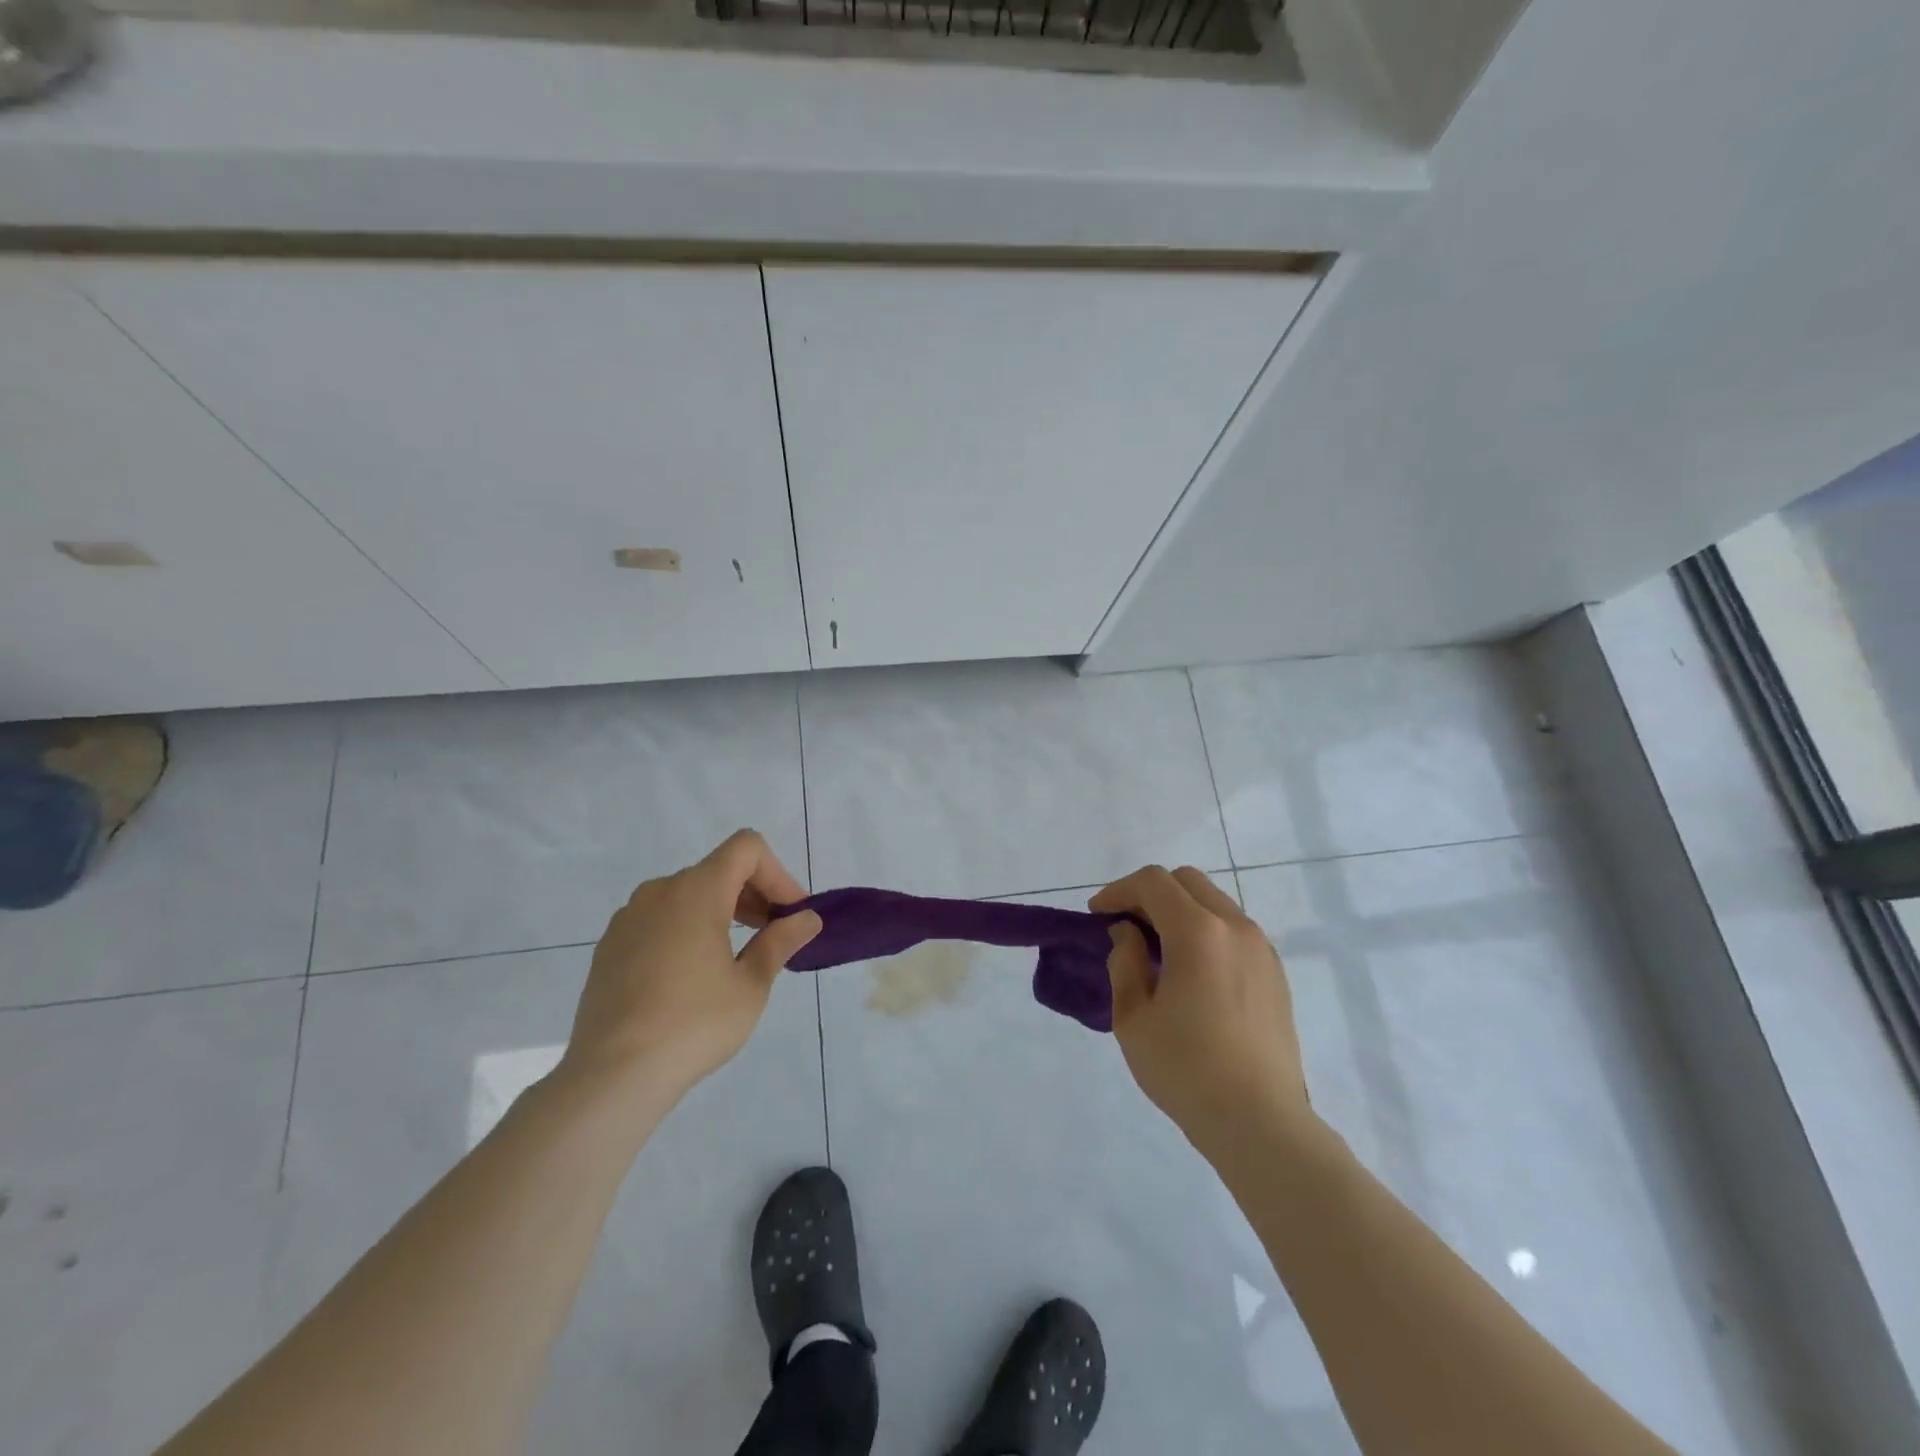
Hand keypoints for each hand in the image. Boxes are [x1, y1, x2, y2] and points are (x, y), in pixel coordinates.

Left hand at [562, 830, 820, 1104]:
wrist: (611, 1075)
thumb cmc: (694, 1024)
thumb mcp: (751, 985)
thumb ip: (780, 941)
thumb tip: (807, 918)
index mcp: (697, 891)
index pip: (746, 848)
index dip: (777, 873)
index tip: (790, 914)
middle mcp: (660, 891)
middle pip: (718, 870)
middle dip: (754, 895)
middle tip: (774, 937)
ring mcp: (629, 917)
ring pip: (687, 895)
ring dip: (721, 912)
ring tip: (735, 959)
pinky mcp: (610, 946)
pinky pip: (659, 920)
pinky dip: (687, 929)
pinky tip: (691, 977)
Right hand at [1091, 866, 1312, 1159]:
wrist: (1260, 1123)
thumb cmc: (1186, 1070)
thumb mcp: (1133, 1017)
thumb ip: (1125, 962)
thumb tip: (1128, 934)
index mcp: (1198, 932)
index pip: (1153, 883)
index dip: (1118, 891)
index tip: (1098, 916)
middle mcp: (1235, 927)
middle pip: (1187, 881)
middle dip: (1150, 894)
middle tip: (1125, 926)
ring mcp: (1261, 949)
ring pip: (1214, 902)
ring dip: (1180, 911)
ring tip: (1156, 949)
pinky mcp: (1275, 973)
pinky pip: (1233, 930)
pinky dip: (1205, 931)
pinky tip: (1191, 972)